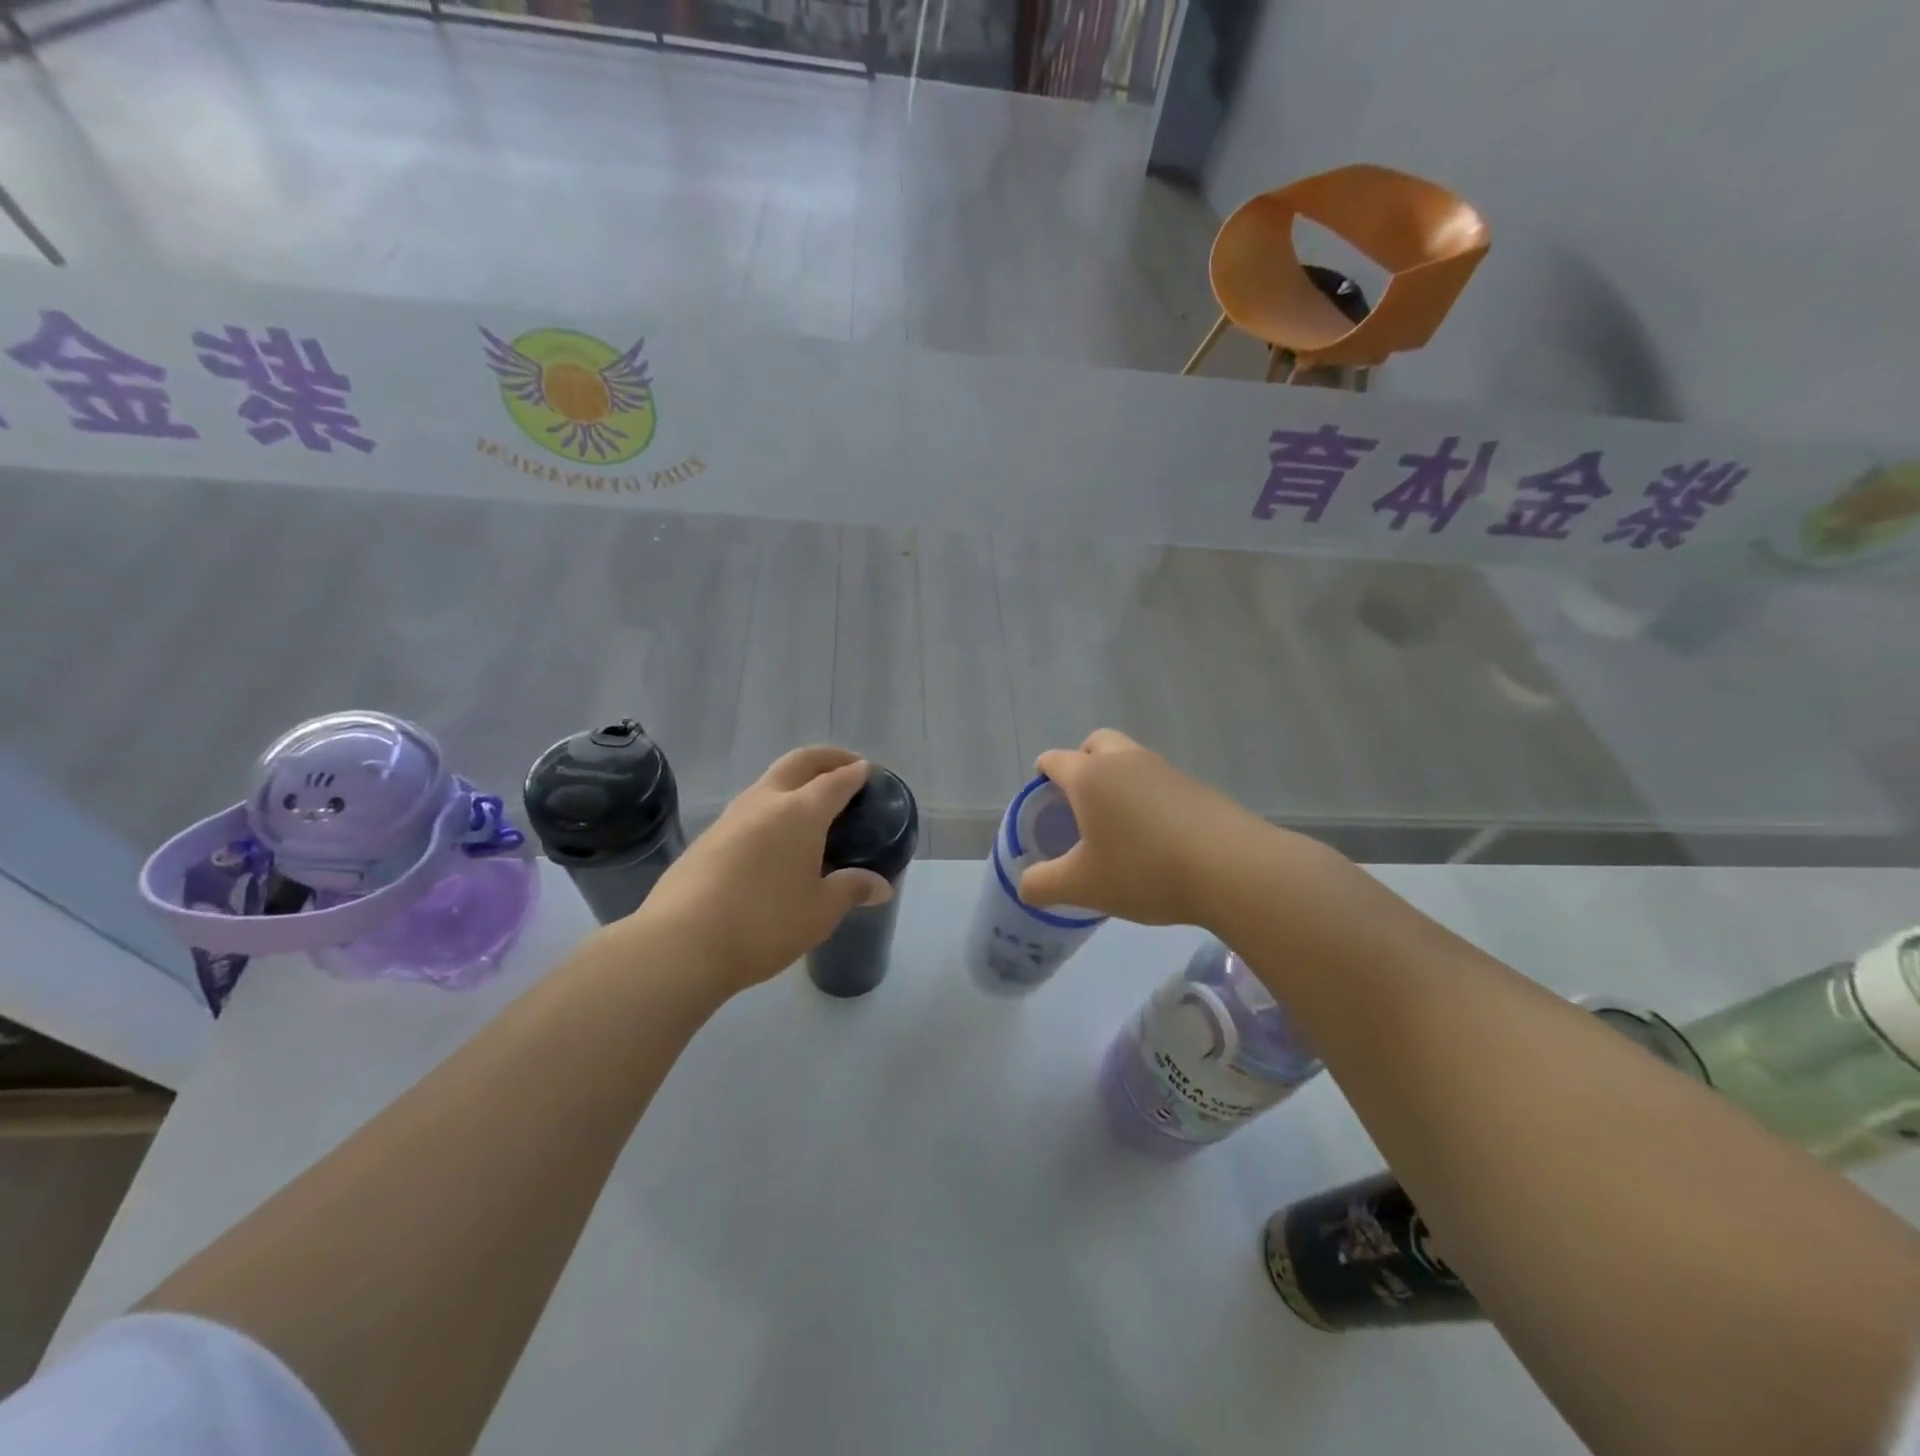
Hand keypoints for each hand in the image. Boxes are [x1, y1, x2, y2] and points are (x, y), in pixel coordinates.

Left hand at [623, 746, 891, 995]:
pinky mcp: (707, 837)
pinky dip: (771, 806)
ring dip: (794, 781)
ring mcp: (730, 817)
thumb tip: (880, 885)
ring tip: (811, 804)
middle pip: (798, 762)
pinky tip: (775, 837)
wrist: (681, 943)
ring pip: (768, 782)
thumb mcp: (820, 912)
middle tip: (844, 766)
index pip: (835, 780)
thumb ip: (851, 890)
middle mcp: (765, 802)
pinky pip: (749, 808)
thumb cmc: (765, 924)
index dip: (854, 773)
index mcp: (801, 813)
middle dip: (825, 758)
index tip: (867, 770)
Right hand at [1017, 729, 1274, 926]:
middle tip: (1080, 800)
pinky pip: (1159, 781)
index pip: (1055, 760)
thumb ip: (1043, 885)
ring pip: (1131, 759)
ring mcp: (1165, 770)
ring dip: (1118, 778)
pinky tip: (1156, 836)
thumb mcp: (1082, 886)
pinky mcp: (1197, 787)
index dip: (1043, 773)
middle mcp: (1126, 761)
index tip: (1040, 795)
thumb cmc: (1144, 871)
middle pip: (1096, 743)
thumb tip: (1026, 885)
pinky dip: (1148, 796)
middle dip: (1082, 762)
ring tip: (1118, 823)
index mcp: (1090, 777)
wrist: (1231, 869)